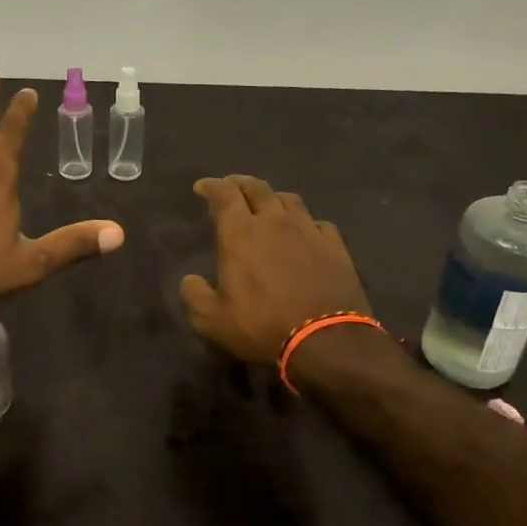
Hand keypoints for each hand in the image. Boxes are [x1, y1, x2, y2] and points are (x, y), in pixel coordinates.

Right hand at [180, 175, 370, 365]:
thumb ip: (195, 296)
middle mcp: (274, 222)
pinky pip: (319, 223)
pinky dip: (306, 223)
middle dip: (240, 183)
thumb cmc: (262, 327)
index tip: (202, 188)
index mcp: (240, 233)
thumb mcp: (212, 321)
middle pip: (257, 187)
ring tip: (267, 205)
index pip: (224, 194)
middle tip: (231, 187)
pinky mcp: (335, 246)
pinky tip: (305, 232)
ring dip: (273, 198)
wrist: (327, 342)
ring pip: (289, 199)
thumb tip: (190, 280)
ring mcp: (309, 231)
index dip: (211, 186)